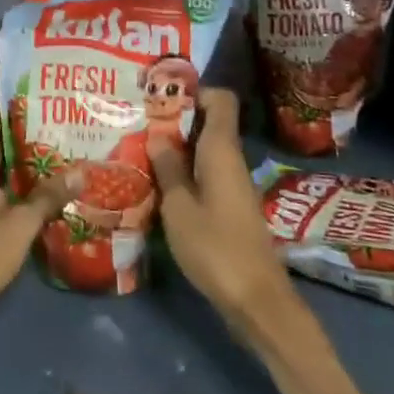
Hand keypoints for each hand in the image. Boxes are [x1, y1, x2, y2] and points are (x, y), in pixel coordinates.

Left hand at [0, 67, 72, 333]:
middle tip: (57, 87)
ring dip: (16, 124)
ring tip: (56, 114)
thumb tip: (83, 171)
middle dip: (17, 95)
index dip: (0, 71)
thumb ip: (48, 196)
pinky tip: (41, 158)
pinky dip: (12, 152)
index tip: (32, 59)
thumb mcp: (19, 227)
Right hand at [151, 89, 294, 322]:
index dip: (193, 92)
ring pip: (203, 151)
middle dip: (174, 120)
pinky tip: (156, 185)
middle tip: (136, 123)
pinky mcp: (230, 208)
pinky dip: (183, 173)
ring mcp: (232, 185)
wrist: (257, 301)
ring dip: (175, 149)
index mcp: (221, 151)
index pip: (221, 100)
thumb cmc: (215, 247)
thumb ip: (167, 168)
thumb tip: (157, 135)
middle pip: (208, 124)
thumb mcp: (179, 207)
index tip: (159, 97)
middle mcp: (231, 161)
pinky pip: (205, 174)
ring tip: (138, 151)